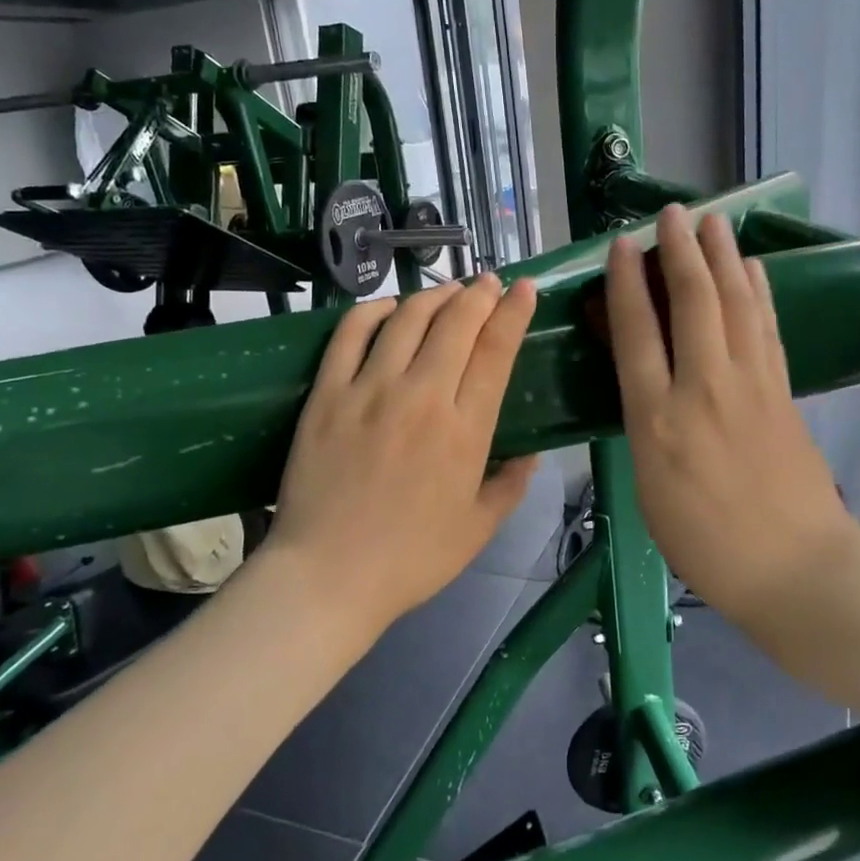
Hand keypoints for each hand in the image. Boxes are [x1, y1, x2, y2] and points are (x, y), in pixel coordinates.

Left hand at [263, 273, 539, 633]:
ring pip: (408, 318)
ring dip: (434, 295)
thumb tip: (532, 455)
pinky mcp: (327, 394)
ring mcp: (370, 391)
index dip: (514, 312)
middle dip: (479, 294)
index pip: (496, 351)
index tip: (524, 289)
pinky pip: (350, 333)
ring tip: (448, 290)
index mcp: (466, 431)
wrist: (328, 576)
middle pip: (456, 323)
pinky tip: (388, 307)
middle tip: (489, 283)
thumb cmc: (411, 559)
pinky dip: (372, 310)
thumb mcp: (479, 530)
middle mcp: (422, 398)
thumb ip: (511, 486)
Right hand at [605, 205, 859, 623]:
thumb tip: (641, 379)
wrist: (794, 568)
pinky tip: (754, 270)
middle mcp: (704, 388)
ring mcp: (751, 386)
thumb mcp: (649, 487)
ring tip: (715, 221)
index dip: (627, 282)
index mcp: (657, 419)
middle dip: (681, 251)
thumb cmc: (704, 542)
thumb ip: (643, 424)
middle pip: (692, 302)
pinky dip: (758, 292)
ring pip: (736, 304)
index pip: (637, 332)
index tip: (623, 244)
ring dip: (723, 257)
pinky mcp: (783, 391)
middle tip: (673, 213)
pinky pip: (767, 328)